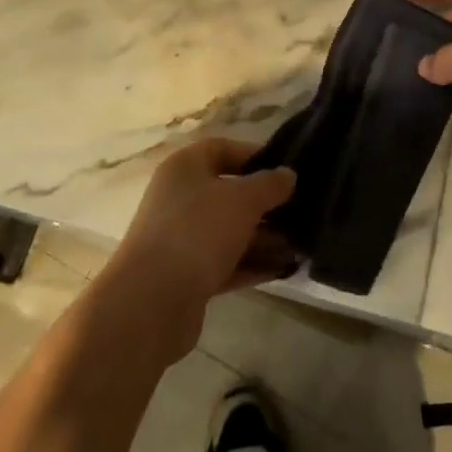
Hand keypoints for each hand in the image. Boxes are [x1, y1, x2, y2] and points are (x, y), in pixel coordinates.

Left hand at [103, 138, 297, 361]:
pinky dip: (252, 263)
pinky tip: (285, 269)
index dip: (255, 155)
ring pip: (229, 230)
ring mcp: (181, 238)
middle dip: (264, 203)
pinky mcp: (187, 275)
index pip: (223, 149)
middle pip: (228, 192)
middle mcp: (180, 197)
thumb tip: (287, 174)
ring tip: (300, 244)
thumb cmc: (198, 231)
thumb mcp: (242, 200)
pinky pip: (226, 261)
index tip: (287, 169)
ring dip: (263, 237)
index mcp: (185, 167)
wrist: (151, 302)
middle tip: (300, 211)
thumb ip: (269, 185)